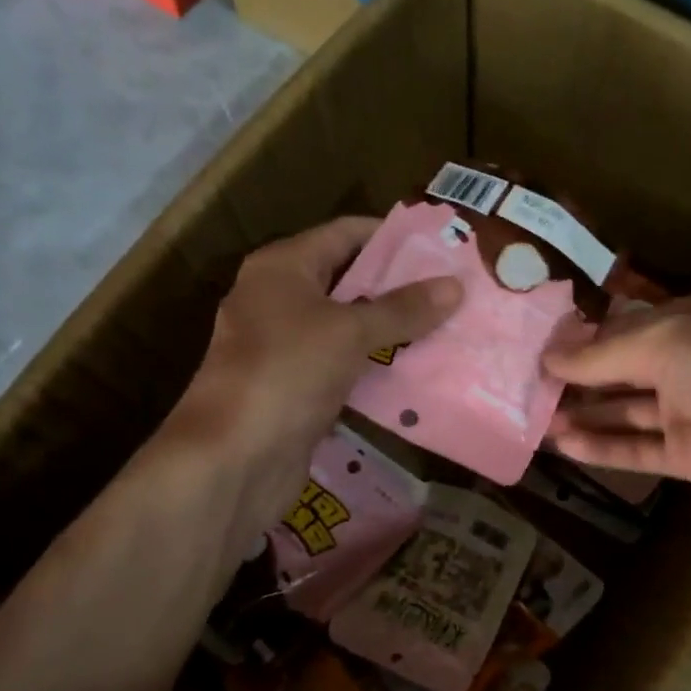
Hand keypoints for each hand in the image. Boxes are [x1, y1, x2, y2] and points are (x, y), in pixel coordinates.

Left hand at [162, 216, 460, 541]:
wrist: (235, 457)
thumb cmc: (288, 372)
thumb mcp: (349, 331)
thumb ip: (402, 309)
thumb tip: (455, 286)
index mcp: (282, 267)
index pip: (344, 234)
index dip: (391, 237)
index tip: (439, 245)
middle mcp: (278, 299)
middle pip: (347, 280)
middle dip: (397, 286)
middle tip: (451, 290)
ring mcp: (284, 347)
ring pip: (347, 328)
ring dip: (390, 330)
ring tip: (446, 327)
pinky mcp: (294, 389)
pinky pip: (343, 367)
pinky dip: (375, 367)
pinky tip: (416, 372)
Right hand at [543, 290, 690, 527]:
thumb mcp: (668, 340)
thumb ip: (604, 353)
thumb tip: (549, 357)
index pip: (629, 324)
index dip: (585, 334)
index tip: (538, 344)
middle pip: (624, 368)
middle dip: (578, 376)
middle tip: (525, 384)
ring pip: (627, 410)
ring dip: (584, 412)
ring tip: (533, 416)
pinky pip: (639, 450)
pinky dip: (603, 447)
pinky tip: (563, 444)